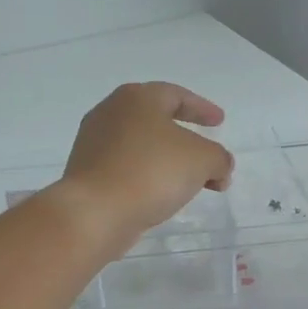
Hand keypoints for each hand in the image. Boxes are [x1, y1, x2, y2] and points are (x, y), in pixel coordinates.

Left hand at [54, 82, 233, 247]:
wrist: (95, 212)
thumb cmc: (151, 172)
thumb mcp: (203, 160)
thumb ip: (219, 158)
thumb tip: (219, 168)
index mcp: (137, 98)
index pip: (177, 95)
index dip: (202, 108)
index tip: (220, 122)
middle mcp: (110, 113)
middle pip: (156, 120)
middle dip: (186, 138)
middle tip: (205, 152)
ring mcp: (94, 144)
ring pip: (141, 146)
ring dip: (168, 161)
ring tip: (189, 180)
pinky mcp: (87, 173)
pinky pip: (127, 168)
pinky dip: (148, 176)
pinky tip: (161, 195)